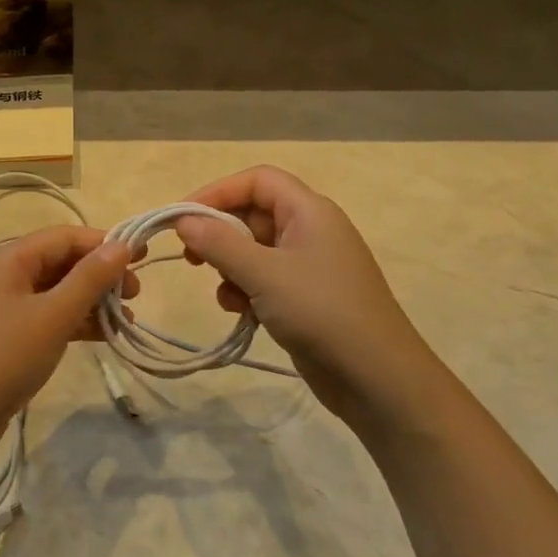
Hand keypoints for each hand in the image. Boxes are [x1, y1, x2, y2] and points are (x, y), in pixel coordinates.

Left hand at [0, 225, 136, 460]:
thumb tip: (122, 245)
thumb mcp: (53, 315)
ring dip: (90, 301)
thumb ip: (89, 279)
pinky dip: (73, 322)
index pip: (64, 237)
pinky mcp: (4, 338)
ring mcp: (1, 308)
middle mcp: (2, 276)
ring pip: (54, 292)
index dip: (104, 243)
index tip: (142, 258)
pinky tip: (101, 337)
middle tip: (136, 295)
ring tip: (126, 320)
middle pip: (59, 262)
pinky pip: (45, 317)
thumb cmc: (4, 357)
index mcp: (8, 259)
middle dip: (99, 275)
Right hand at [175, 166, 415, 423]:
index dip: (217, 192)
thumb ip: (219, 243)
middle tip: (190, 259)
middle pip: (253, 214)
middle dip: (219, 234)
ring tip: (224, 294)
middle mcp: (311, 230)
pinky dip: (246, 290)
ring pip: (255, 250)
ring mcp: (310, 265)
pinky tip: (241, 313)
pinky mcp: (306, 297)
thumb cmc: (320, 312)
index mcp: (309, 211)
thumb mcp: (263, 274)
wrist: (375, 376)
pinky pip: (265, 279)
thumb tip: (183, 220)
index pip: (257, 180)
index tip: (182, 218)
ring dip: (230, 267)